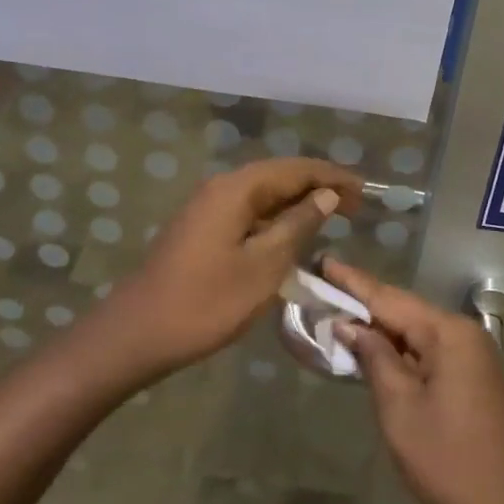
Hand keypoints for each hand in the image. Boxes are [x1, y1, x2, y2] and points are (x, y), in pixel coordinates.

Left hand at [80, 158, 361, 383]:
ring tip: (332, 218)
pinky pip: (249, 212)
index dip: (333, 177)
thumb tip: (326, 196)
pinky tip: (292, 237)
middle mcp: (222, 188)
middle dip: (318, 187)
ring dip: (298, 203)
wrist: (137, 333)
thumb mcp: (264, 266)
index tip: (365, 192)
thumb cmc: (206, 302)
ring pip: (263, 195)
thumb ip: (298, 226)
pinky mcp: (202, 229)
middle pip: (279, 176)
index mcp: (237, 189)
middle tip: (355, 206)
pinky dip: (276, 219)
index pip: (296, 169)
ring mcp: (208, 208)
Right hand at [325, 258, 503, 503]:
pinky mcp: (472, 375)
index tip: (324, 260)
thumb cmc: (449, 458)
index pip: (389, 298)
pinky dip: (399, 348)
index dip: (352, 282)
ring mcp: (471, 354)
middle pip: (404, 309)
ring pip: (415, 330)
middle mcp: (462, 333)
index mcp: (447, 332)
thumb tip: (351, 326)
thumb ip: (374, 358)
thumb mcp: (400, 408)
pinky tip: (374, 349)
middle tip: (324, 288)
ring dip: (380, 327)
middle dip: (363, 302)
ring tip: (339, 315)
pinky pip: (428, 349)